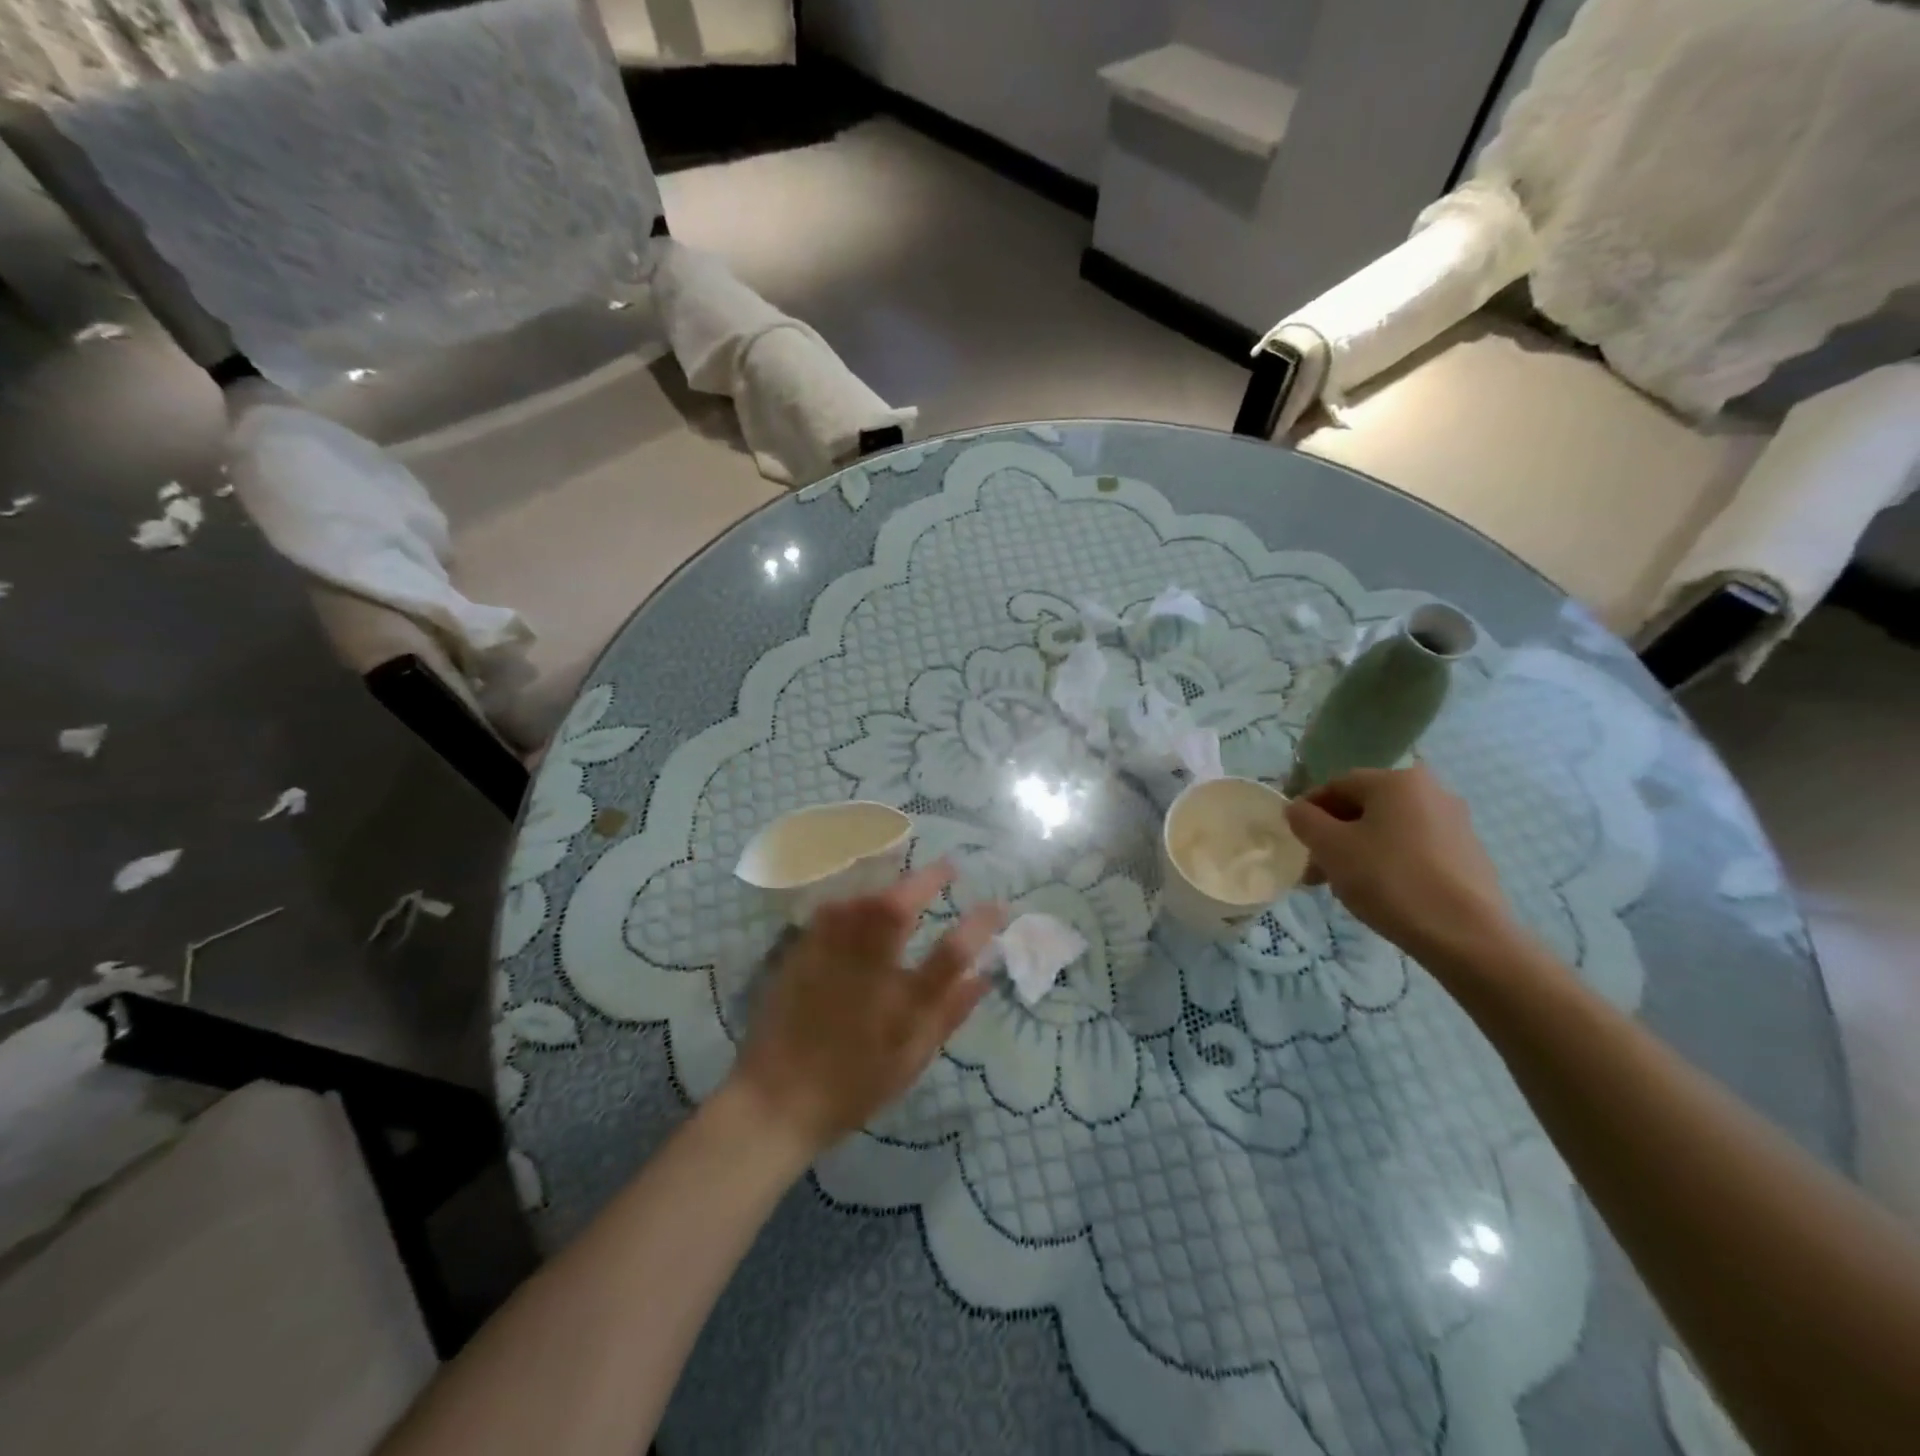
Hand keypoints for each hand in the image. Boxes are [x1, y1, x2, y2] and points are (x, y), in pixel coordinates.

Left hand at [728, 862, 1004, 1158]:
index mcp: (901, 1003)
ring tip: (907, 882)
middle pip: (898, 908)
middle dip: (927, 880)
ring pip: (861, 901)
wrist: (777, 1098)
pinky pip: (833, 910)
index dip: (979, 925)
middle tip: (949, 866)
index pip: (951, 953)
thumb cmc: (853, 1085)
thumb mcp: (911, 1059)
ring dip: (889, 884)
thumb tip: (984, 977)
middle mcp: (866, 970)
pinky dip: (855, 898)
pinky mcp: (801, 953)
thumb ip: (949, 1014)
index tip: (998, 905)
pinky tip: (862, 901)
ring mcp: (829, 956)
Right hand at [1285, 764, 1516, 966]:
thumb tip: (1298, 809)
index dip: (1308, 811)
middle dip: (1333, 835)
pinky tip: (1381, 893)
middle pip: (1364, 807)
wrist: (1467, 936)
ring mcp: (1455, 824)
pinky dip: (1390, 863)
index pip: (1337, 784)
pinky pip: (1414, 849)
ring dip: (1358, 851)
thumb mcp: (1330, 847)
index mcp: (1397, 781)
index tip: (1295, 841)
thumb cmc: (1389, 880)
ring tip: (1343, 886)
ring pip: (1389, 830)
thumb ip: (1305, 820)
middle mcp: (1431, 792)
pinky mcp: (1469, 855)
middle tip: (1315, 870)